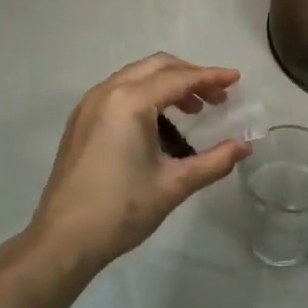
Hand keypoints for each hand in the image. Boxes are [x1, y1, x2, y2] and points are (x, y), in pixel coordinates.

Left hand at [26, 54, 248, 273]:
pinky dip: (145, 94)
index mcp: (130, 102)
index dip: (211, 77)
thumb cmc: (121, 210)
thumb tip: (244, 147)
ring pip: (136, 77)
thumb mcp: (174, 185)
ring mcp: (89, 105)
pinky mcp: (80, 121)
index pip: (179, 79)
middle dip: (190, 76)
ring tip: (193, 110)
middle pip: (156, 67)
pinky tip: (159, 123)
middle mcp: (107, 93)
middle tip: (217, 97)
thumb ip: (214, 161)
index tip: (236, 79)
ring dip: (167, 84)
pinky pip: (119, 91)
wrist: (63, 240)